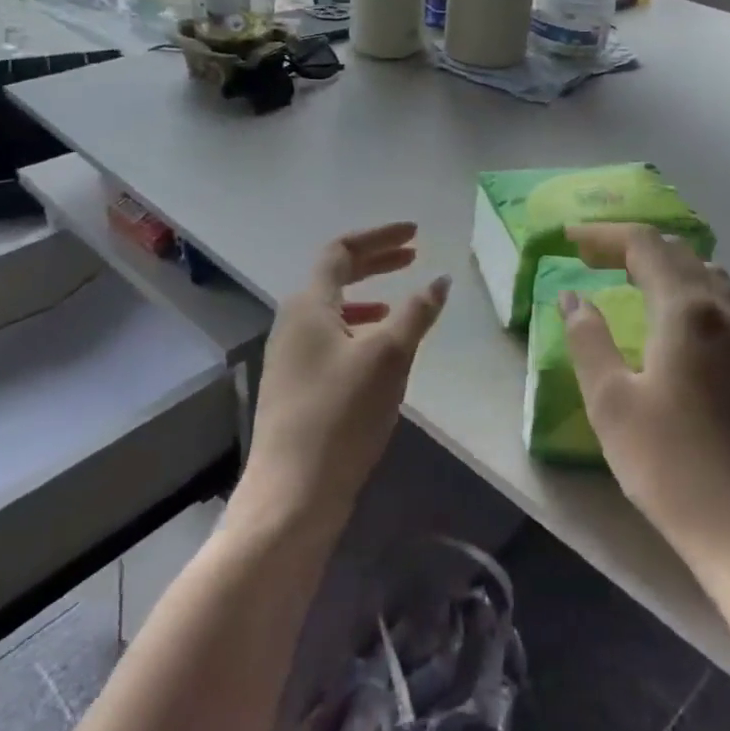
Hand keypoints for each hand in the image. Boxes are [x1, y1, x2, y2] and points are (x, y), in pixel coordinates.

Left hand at [236, 223, 450, 535]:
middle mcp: (292, 322)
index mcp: (309, 304)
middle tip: (413, 257)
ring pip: (332, 310)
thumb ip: (416, 313)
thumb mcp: (389, 356)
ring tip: (398, 305)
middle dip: (376, 262)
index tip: (416, 235)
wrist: (292, 495)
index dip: (380, 237)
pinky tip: (377, 355)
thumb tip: (439, 280)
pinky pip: (329, 339)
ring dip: (367, 297)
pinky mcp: (294, 387)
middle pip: (335, 276)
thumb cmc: (341, 413)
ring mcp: (289, 356)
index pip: (341, 251)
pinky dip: (358, 331)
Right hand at [562, 223, 729, 579]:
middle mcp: (724, 311)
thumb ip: (588, 340)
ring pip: (714, 277)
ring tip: (641, 280)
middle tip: (594, 259)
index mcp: (684, 309)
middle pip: (679, 254)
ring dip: (673, 267)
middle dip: (633, 247)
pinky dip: (722, 298)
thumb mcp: (611, 402)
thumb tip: (573, 297)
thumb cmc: (671, 466)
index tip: (569, 239)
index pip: (644, 245)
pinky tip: (715, 314)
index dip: (604, 235)